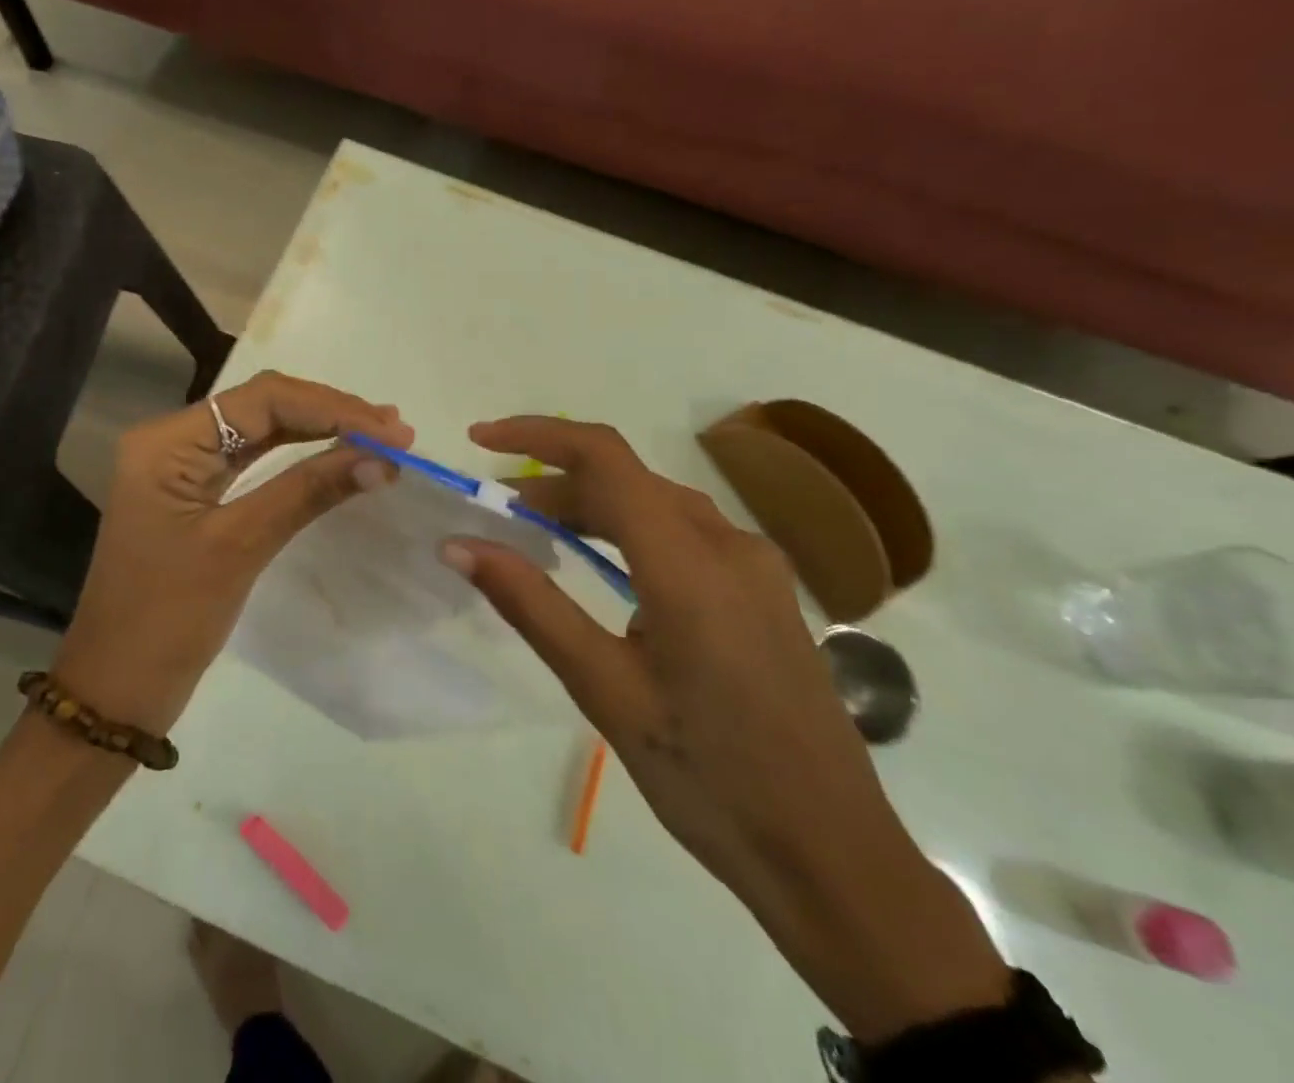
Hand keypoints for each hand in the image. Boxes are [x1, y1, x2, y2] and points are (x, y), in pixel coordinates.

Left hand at [52, 372, 411, 734]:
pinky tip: (338, 455)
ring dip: (319, 429)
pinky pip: (254, 460)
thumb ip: (308, 491)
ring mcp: (183, 466)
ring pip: (262, 429)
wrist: (117, 688)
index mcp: (168, 442)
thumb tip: (381, 458)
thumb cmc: (168, 618)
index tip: (392, 431)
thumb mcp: (240, 546)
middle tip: (394, 430)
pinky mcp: (196, 493)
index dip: (332, 408)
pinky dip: (299, 456)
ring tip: (378, 433)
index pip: (262, 400)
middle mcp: (172, 440)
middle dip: (329, 413)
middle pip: (262, 406)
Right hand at [441, 417, 1007, 1040]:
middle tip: (499, 511)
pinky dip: (632, 533)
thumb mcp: (605, 689)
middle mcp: (730, 545)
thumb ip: (531, 605)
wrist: (834, 858)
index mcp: (689, 563)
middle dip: (556, 481)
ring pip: (658, 505)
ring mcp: (756, 567)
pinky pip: (687, 535)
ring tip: (540, 535)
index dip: (537, 434)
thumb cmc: (709, 777)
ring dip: (594, 507)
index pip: (604, 457)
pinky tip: (606, 571)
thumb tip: (460, 545)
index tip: (480, 439)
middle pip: (628, 479)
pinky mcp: (766, 593)